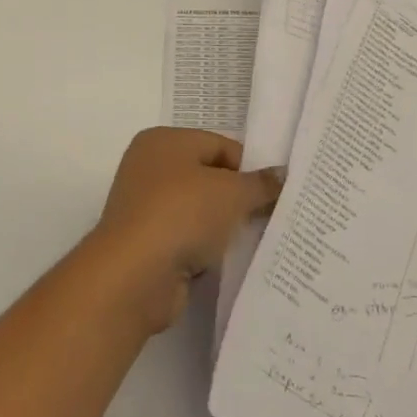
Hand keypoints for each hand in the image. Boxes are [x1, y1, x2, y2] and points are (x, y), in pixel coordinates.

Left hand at [87, 128, 284, 334]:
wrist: (134, 275)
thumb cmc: (182, 215)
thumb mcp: (232, 193)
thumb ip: (260, 183)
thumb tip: (282, 175)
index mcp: (163, 141)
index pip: (219, 145)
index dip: (250, 167)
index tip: (276, 191)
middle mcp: (150, 167)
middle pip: (208, 176)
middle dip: (239, 196)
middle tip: (272, 214)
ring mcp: (146, 207)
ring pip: (199, 210)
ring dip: (224, 225)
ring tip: (256, 238)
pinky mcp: (148, 243)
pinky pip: (188, 238)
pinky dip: (207, 247)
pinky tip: (229, 260)